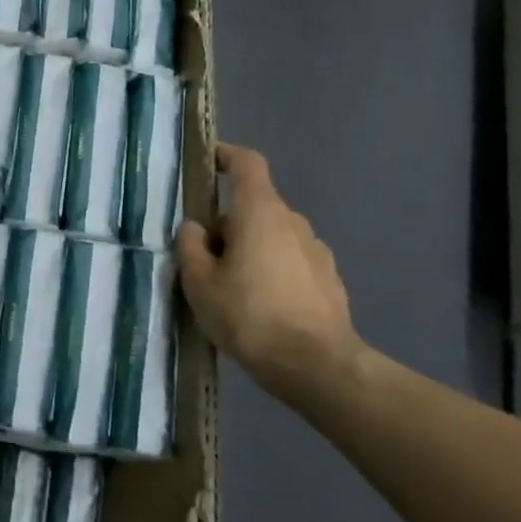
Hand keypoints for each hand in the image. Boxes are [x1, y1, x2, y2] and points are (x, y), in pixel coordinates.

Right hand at [176, 144, 362, 401]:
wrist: (315, 365)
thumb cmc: (248, 314)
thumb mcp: (199, 281)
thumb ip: (191, 246)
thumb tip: (195, 228)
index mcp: (260, 212)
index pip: (246, 165)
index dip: (226, 155)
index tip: (208, 160)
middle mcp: (293, 222)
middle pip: (254, 206)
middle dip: (227, 223)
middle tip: (202, 256)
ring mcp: (316, 251)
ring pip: (272, 236)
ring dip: (249, 248)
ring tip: (229, 286)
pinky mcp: (329, 280)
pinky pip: (290, 262)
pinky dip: (271, 271)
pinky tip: (258, 305)